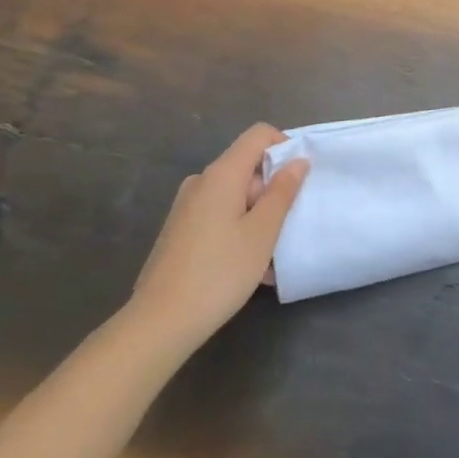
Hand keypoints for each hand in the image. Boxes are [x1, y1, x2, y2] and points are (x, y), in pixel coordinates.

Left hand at [129, 124, 308, 345]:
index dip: (284, 147)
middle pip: (247, 167)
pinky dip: (239, 231)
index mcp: (222, 173)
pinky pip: (219, 217)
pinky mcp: (179, 231)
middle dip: (273, 191)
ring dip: (258, 217)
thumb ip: (283, 191)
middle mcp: (201, 182)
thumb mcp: (262, 232)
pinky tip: (250, 268)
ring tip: (272, 256)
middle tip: (288, 227)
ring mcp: (186, 207)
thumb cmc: (219, 272)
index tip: (299, 180)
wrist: (159, 323)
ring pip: (235, 196)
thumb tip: (297, 161)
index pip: (259, 134)